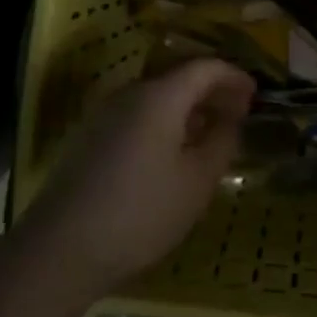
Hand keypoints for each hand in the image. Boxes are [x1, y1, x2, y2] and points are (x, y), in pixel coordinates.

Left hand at [20, 59, 254, 298]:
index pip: (205, 68)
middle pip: (178, 78)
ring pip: (155, 98)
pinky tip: (171, 154)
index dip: (234, 77)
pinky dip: (162, 123)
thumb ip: (222, 140)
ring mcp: (103, 115)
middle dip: (211, 92)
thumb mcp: (198, 180)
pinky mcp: (88, 139)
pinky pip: (135, 116)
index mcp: (159, 96)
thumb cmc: (142, 212)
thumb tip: (230, 118)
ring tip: (208, 136)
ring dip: (186, 109)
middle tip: (236, 115)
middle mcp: (129, 94)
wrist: (60, 249)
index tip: (255, 96)